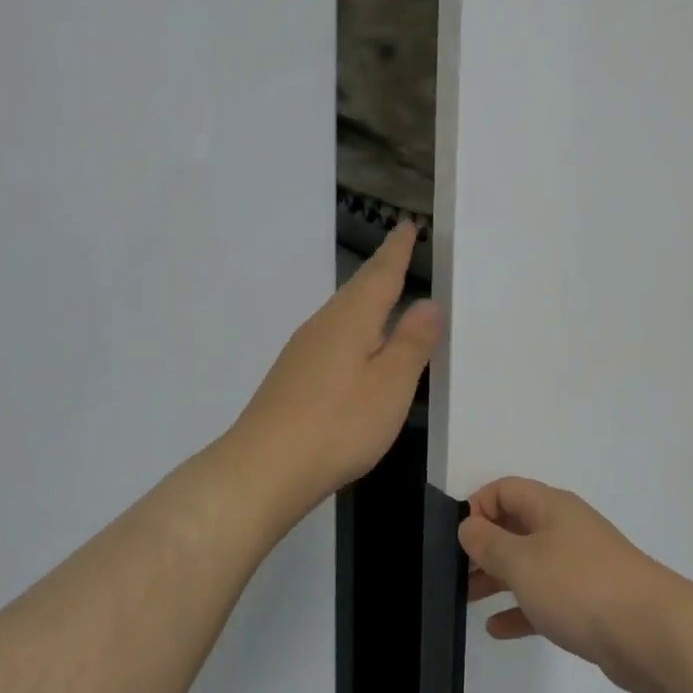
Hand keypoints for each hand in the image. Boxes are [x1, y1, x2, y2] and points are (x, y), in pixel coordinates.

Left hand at [231, 223, 442, 520]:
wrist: (263, 468)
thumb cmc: (338, 423)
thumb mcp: (390, 385)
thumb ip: (411, 342)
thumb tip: (429, 301)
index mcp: (351, 319)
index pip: (380, 273)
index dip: (397, 250)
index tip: (407, 225)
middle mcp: (324, 325)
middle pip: (358, 289)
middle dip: (382, 270)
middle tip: (401, 251)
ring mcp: (303, 351)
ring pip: (343, 313)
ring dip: (367, 299)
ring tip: (388, 295)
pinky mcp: (294, 376)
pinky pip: (333, 336)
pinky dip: (354, 329)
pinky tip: (357, 348)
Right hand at [460, 478, 692, 692]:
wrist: (652, 632)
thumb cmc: (579, 586)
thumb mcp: (522, 561)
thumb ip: (488, 543)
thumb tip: (468, 525)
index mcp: (550, 507)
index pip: (504, 490)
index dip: (477, 507)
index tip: (456, 540)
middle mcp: (565, 529)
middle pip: (515, 526)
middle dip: (483, 547)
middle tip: (455, 574)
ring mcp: (579, 566)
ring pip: (529, 564)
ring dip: (497, 579)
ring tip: (467, 600)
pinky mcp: (589, 602)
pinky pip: (545, 599)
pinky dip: (521, 609)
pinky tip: (497, 629)